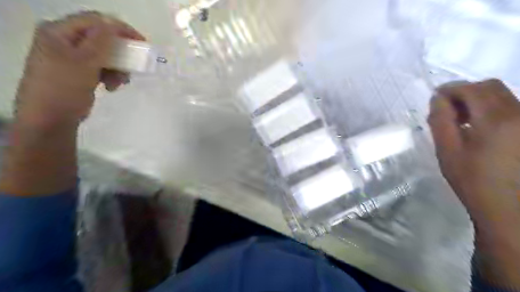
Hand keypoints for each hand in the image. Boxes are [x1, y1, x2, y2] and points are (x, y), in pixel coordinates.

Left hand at [13, 11, 143, 127]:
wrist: (51, 118)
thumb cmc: (64, 87)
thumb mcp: (83, 62)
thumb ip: (100, 41)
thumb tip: (114, 24)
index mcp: (59, 32)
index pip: (95, 21)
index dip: (120, 29)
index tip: (141, 43)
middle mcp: (64, 40)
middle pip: (101, 38)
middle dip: (120, 53)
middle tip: (131, 66)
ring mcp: (71, 57)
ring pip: (105, 55)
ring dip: (117, 68)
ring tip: (119, 83)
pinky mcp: (79, 71)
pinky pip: (102, 67)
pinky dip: (111, 75)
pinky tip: (111, 87)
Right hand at [428, 79, 518, 287]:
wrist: (506, 206)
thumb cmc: (471, 179)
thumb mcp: (447, 150)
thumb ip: (440, 121)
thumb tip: (437, 99)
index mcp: (496, 121)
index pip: (472, 89)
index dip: (450, 89)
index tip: (434, 98)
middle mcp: (519, 115)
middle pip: (490, 87)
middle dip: (464, 92)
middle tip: (446, 109)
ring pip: (502, 95)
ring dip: (476, 100)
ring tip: (460, 119)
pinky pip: (509, 107)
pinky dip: (489, 108)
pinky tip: (477, 125)